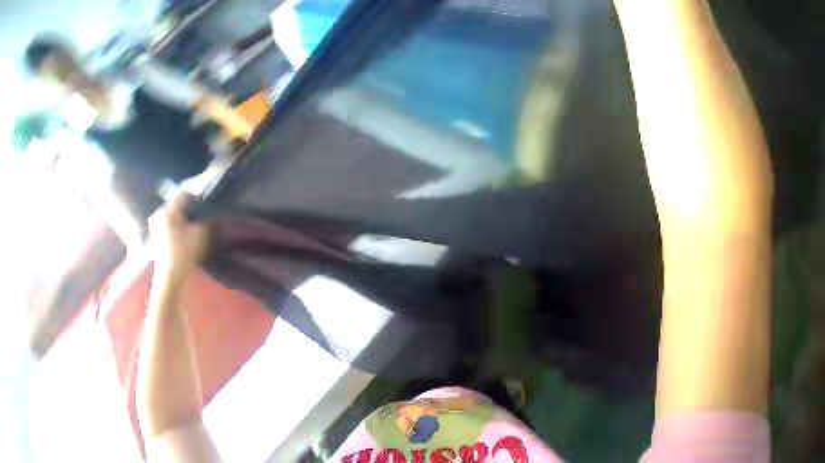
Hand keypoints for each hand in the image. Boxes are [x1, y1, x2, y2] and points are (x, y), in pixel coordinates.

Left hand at [148, 194, 208, 280]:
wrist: (171, 269)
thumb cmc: (186, 249)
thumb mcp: (201, 231)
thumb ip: (205, 217)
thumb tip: (207, 210)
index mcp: (168, 212)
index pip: (183, 196)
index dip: (197, 198)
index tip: (207, 205)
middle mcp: (158, 214)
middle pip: (177, 203)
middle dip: (190, 207)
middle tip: (203, 215)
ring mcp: (155, 222)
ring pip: (173, 212)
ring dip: (184, 215)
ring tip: (195, 223)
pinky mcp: (155, 230)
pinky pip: (169, 219)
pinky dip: (178, 221)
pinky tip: (185, 230)